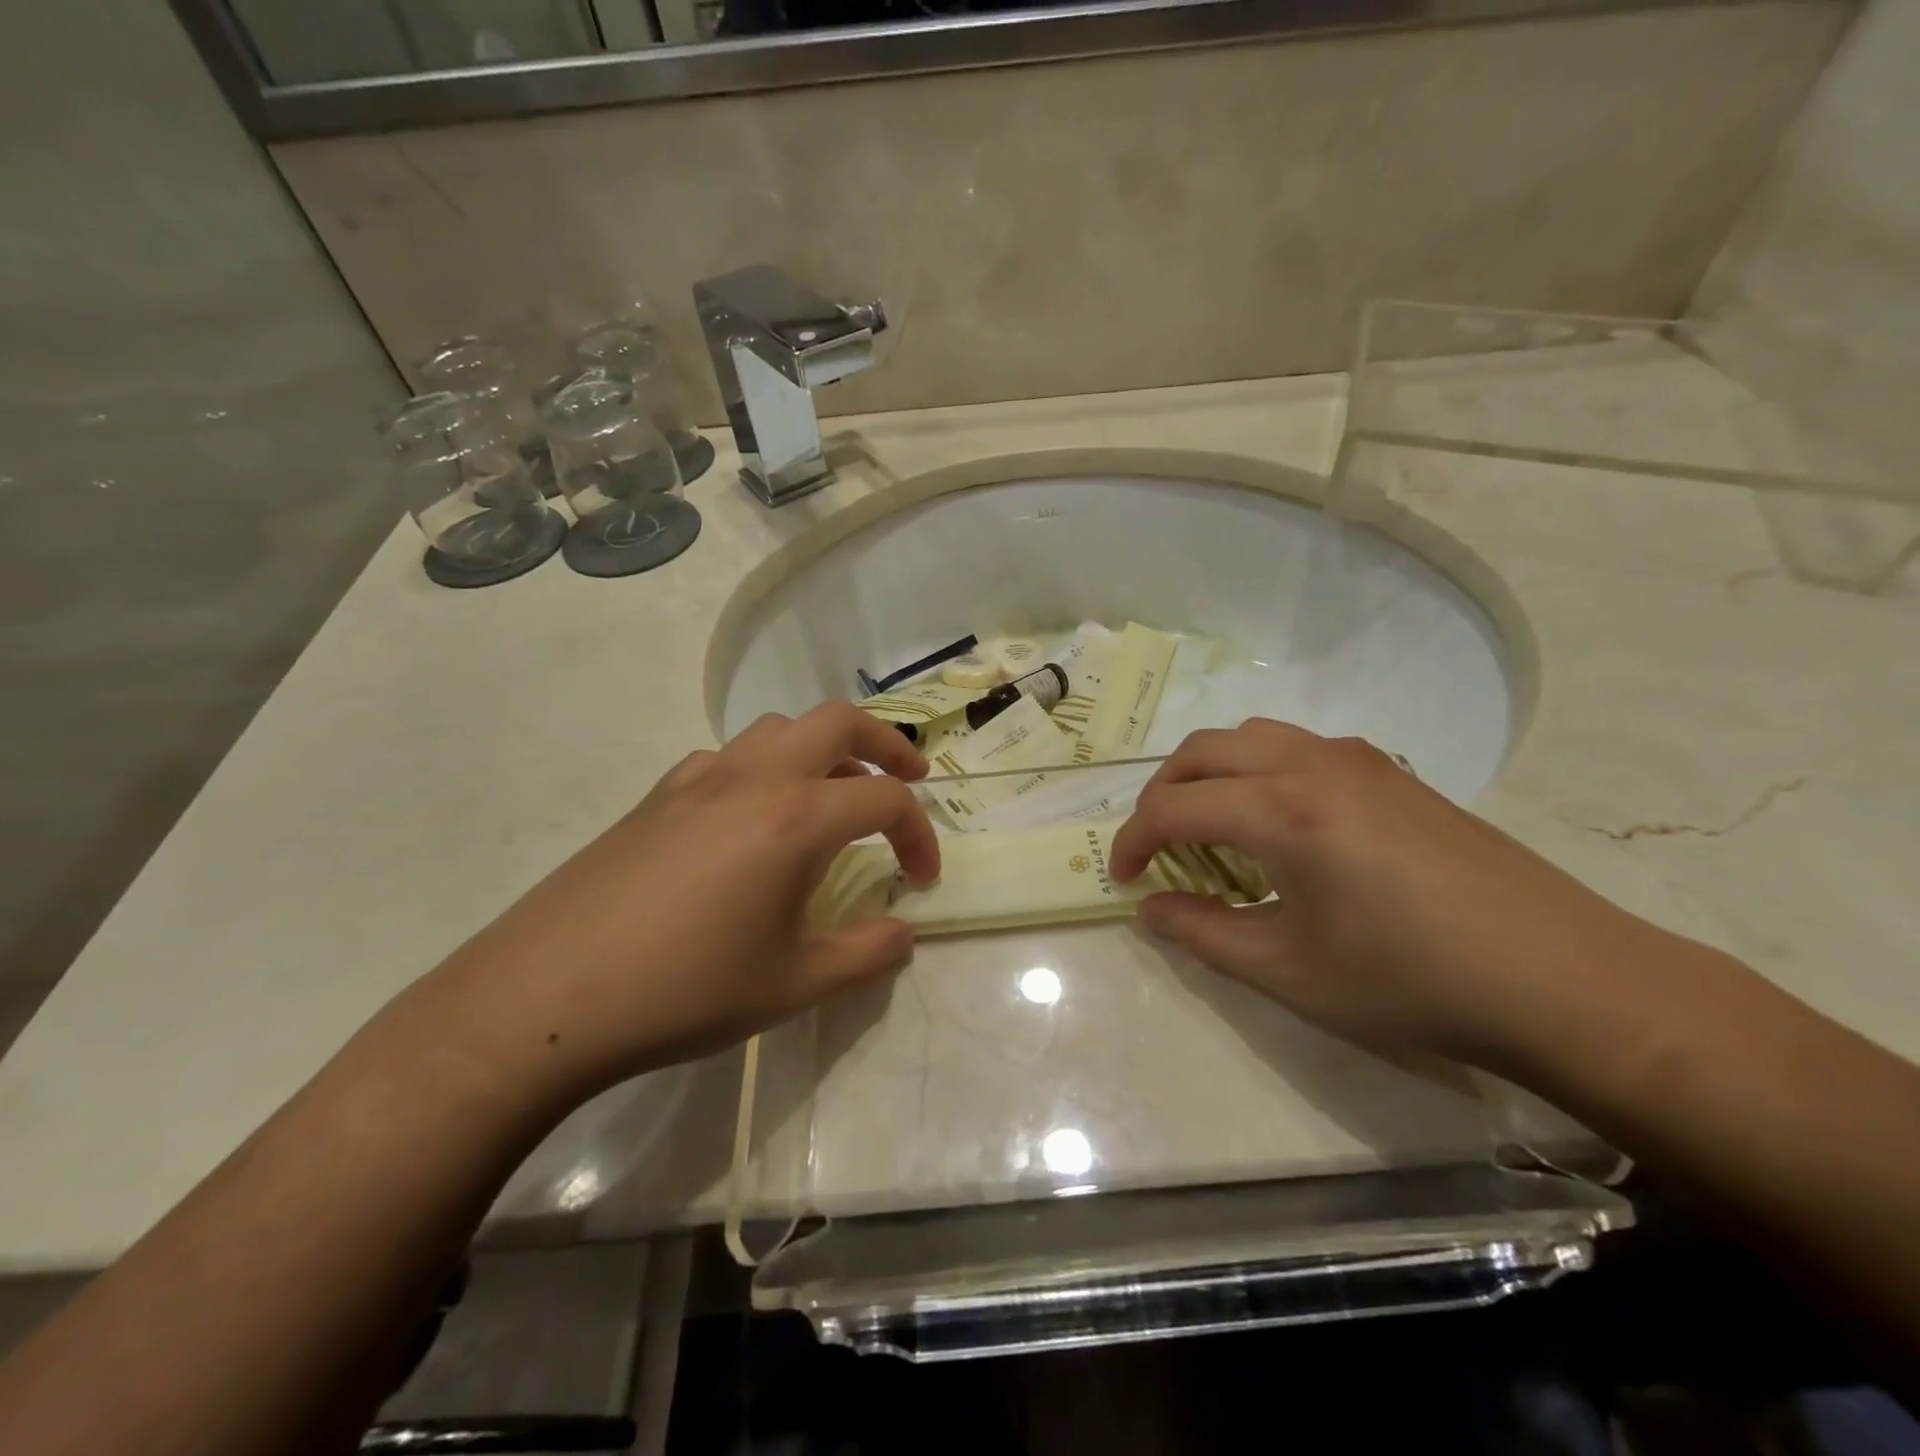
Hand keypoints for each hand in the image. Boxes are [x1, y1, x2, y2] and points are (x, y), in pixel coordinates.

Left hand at [431, 703, 939, 1103]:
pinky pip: (728, 757)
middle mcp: (752, 778)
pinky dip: (764, 768)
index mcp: (795, 818)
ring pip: (778, 728)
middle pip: (837, 721)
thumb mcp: (793, 986)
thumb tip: (904, 935)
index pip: (884, 799)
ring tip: (832, 795)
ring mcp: (697, 779)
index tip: (922, 879)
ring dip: (822, 748)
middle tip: (910, 776)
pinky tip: (753, 820)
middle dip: (886, 742)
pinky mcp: (657, 795)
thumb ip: (866, 956)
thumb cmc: (684, 990)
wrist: (545, 997)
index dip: (919, 834)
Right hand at [1110, 720, 1683, 1071]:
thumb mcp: (1290, 971)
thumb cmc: (1414, 982)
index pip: (1174, 806)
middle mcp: (1312, 764)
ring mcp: (1359, 760)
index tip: (1123, 879)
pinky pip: (1298, 747)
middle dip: (1162, 794)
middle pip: (1204, 751)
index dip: (1133, 840)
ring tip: (1209, 827)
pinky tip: (1278, 824)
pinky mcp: (1393, 772)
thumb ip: (1203, 934)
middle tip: (1154, 847)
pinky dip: (1258, 771)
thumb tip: (1150, 910)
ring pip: (1252, 738)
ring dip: (1210, 774)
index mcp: (1282, 809)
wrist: (1566, 981)